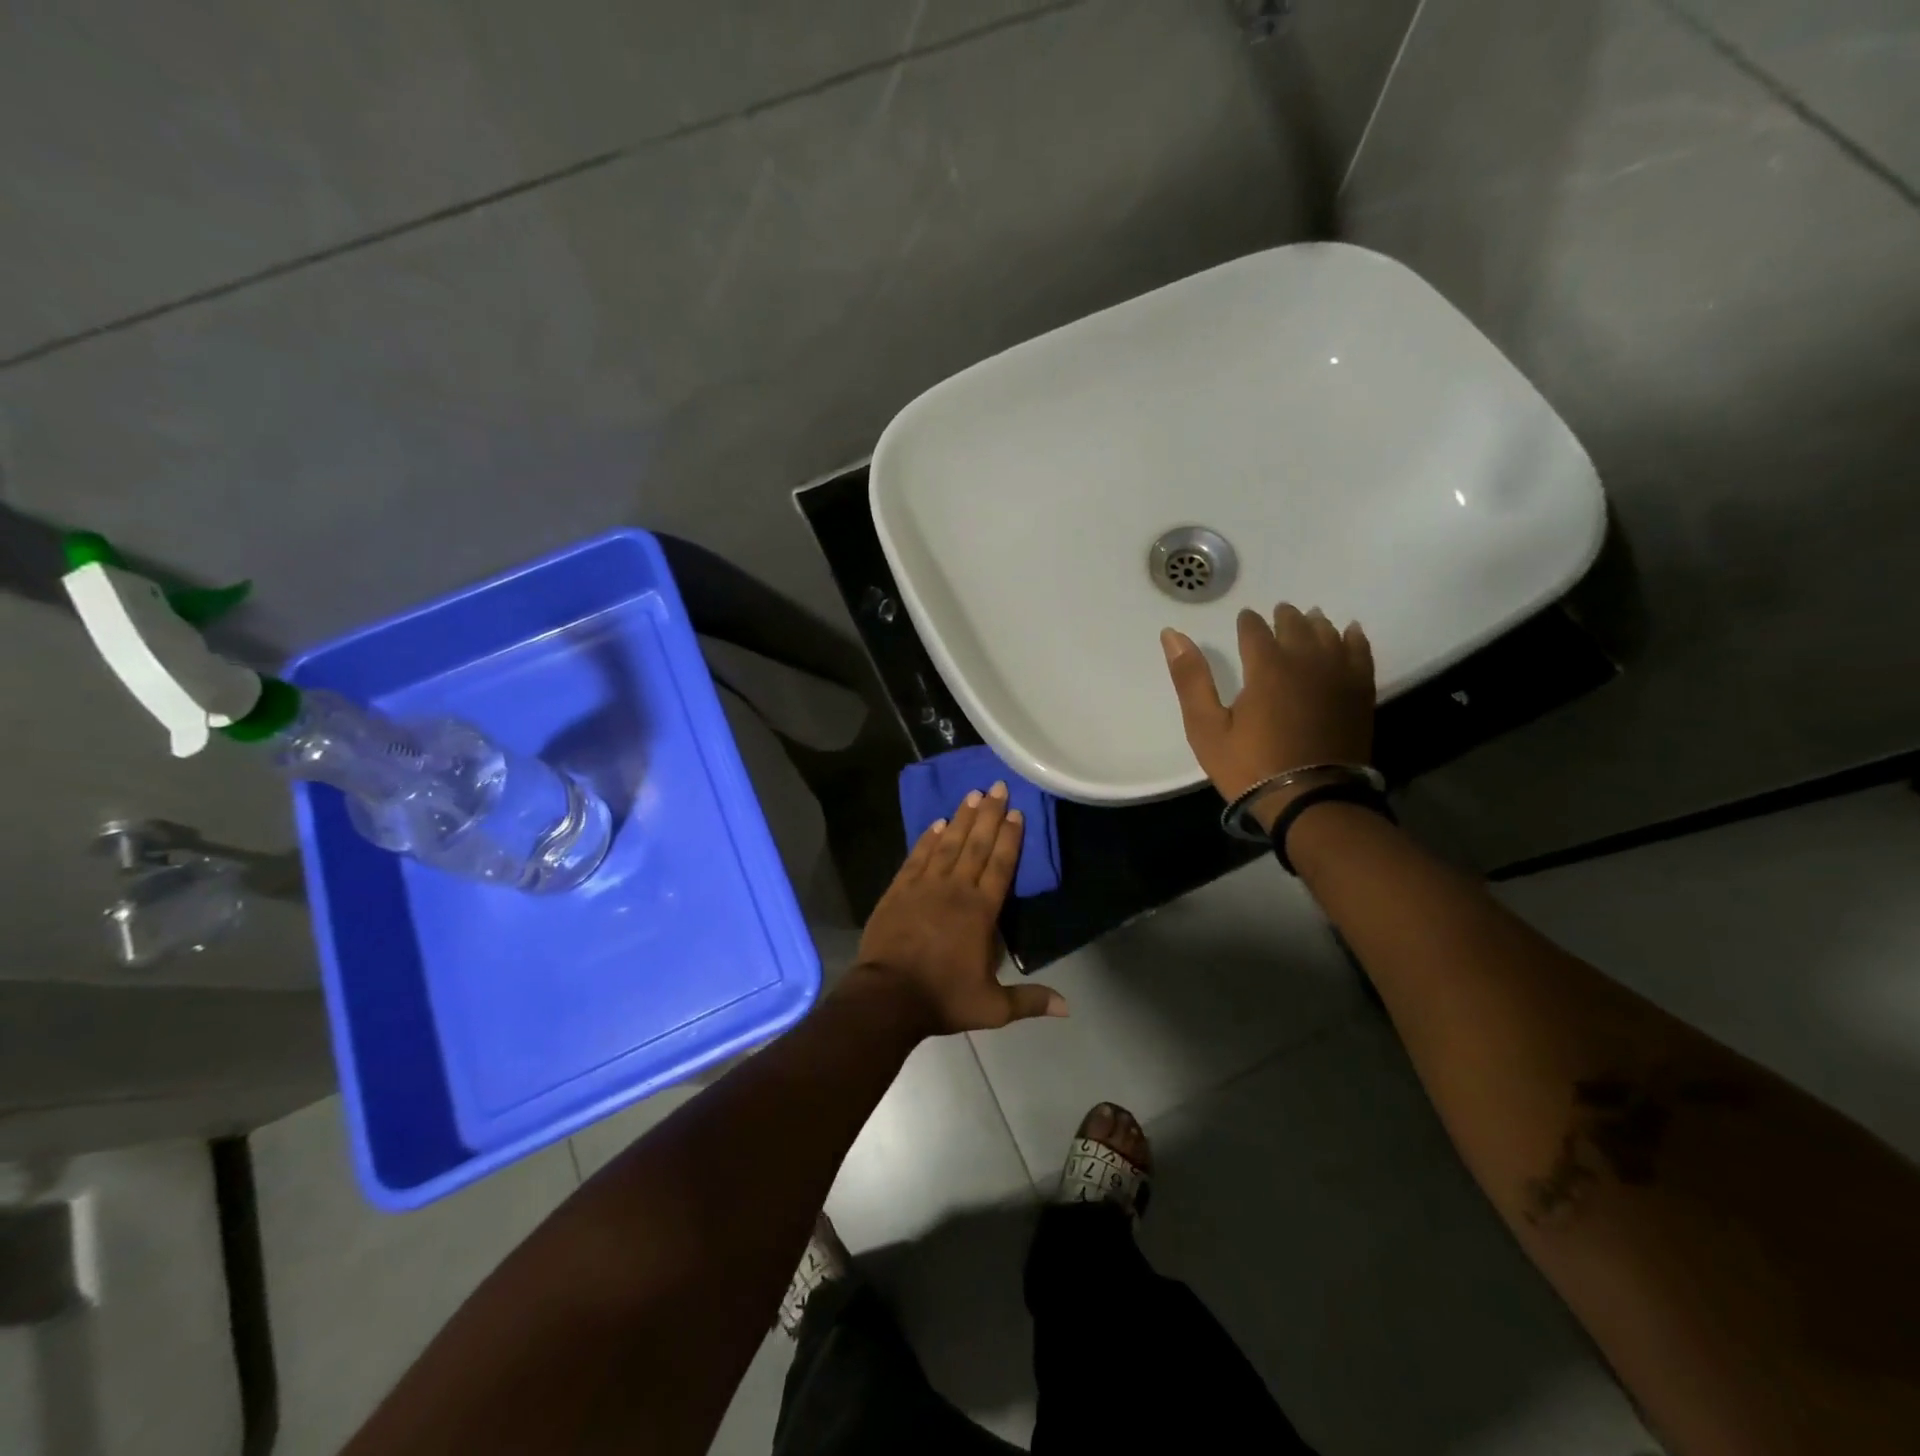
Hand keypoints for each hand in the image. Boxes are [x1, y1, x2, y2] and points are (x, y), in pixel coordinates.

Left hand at [848, 782, 1068, 1036]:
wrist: (887, 997)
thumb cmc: (943, 998)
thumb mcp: (992, 1007)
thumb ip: (1029, 1000)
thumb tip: (1068, 1007)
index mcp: (981, 911)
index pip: (1001, 865)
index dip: (1010, 838)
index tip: (1016, 812)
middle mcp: (955, 889)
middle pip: (976, 845)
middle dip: (989, 814)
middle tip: (997, 786)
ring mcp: (924, 886)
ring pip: (948, 844)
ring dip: (961, 818)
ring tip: (972, 794)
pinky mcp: (899, 889)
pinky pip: (917, 856)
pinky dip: (928, 838)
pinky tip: (937, 824)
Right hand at [1161, 605, 1375, 830]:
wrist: (1311, 800)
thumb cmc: (1250, 765)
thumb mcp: (1206, 727)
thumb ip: (1190, 678)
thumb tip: (1171, 634)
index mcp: (1266, 667)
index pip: (1256, 630)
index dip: (1248, 622)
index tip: (1245, 617)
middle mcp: (1305, 661)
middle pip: (1297, 627)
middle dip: (1285, 617)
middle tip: (1280, 612)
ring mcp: (1338, 676)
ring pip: (1329, 635)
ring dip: (1317, 624)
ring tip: (1311, 618)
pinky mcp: (1359, 694)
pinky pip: (1360, 653)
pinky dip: (1354, 638)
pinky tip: (1350, 632)